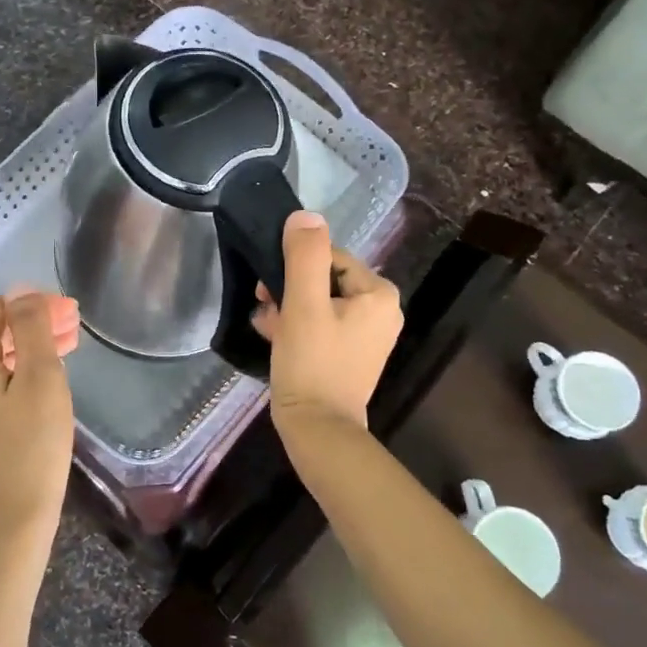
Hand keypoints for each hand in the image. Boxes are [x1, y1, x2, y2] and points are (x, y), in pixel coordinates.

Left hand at [0, 291, 76, 553]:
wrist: (13, 523)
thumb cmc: (31, 447)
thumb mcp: (39, 379)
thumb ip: (30, 329)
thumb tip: (22, 289)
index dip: (31, 305)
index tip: (69, 314)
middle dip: (32, 325)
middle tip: (75, 328)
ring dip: (30, 349)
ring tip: (70, 347)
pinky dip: (21, 373)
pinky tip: (49, 380)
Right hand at [252, 210, 402, 429]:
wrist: (318, 430)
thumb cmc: (312, 363)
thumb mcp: (304, 304)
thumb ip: (305, 256)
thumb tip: (305, 216)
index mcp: (379, 295)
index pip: (331, 257)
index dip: (295, 267)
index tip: (269, 287)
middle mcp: (381, 311)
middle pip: (325, 280)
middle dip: (290, 289)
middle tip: (264, 304)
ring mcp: (368, 335)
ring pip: (319, 303)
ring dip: (289, 308)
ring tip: (266, 323)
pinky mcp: (350, 354)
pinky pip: (322, 325)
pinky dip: (298, 326)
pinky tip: (273, 335)